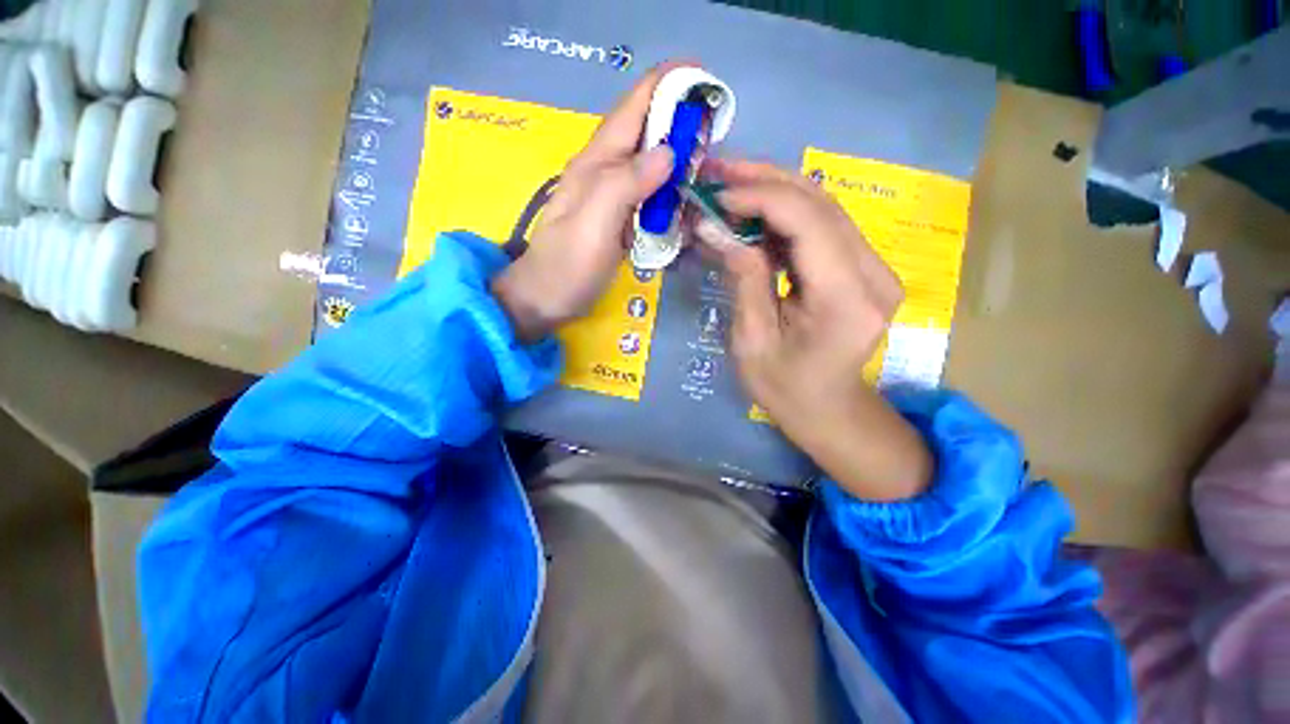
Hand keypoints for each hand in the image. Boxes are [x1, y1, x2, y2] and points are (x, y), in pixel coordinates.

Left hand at [492, 63, 683, 341]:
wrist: (546, 299)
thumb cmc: (567, 266)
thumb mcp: (593, 225)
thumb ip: (625, 185)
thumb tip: (667, 153)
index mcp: (597, 163)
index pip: (634, 107)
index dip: (667, 85)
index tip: (704, 78)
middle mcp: (605, 171)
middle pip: (646, 132)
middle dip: (680, 122)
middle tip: (716, 131)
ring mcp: (612, 197)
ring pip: (651, 164)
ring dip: (679, 157)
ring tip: (708, 163)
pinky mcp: (619, 219)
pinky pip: (650, 195)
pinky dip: (670, 191)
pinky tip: (686, 199)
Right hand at [696, 160, 932, 500]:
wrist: (826, 408)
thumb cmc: (784, 387)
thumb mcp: (752, 339)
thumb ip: (743, 278)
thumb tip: (715, 227)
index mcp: (846, 300)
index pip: (808, 222)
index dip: (759, 197)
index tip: (714, 195)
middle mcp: (873, 274)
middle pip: (821, 204)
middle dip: (764, 181)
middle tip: (717, 171)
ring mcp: (875, 268)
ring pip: (824, 207)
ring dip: (774, 190)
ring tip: (729, 183)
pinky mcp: (864, 268)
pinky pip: (823, 226)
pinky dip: (785, 213)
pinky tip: (753, 211)